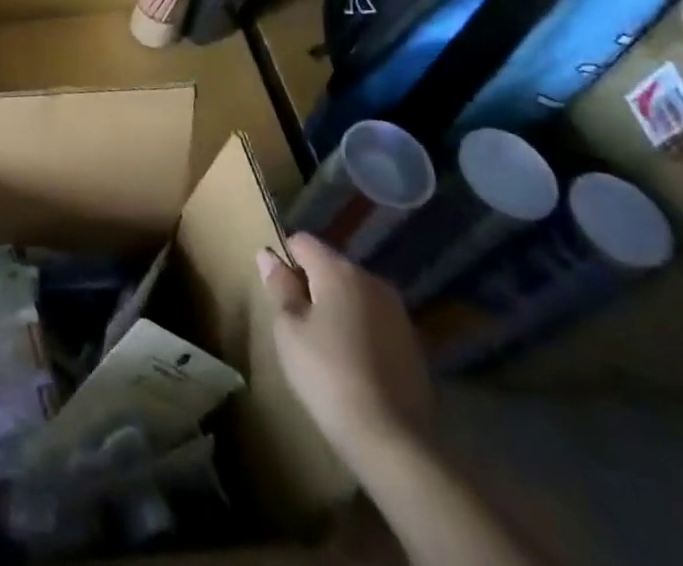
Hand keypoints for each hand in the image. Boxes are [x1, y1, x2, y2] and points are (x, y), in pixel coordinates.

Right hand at [257, 232, 434, 467]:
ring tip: (325, 347)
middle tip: (298, 324)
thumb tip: (268, 255)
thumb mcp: (289, 330)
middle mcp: (371, 279)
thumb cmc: (328, 375)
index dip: (284, 260)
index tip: (279, 294)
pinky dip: (360, 331)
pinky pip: (375, 321)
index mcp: (339, 269)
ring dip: (338, 308)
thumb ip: (279, 286)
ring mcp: (398, 312)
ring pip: (354, 294)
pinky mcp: (414, 344)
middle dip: (312, 285)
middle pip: (330, 266)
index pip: (301, 241)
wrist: (394, 442)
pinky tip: (354, 365)